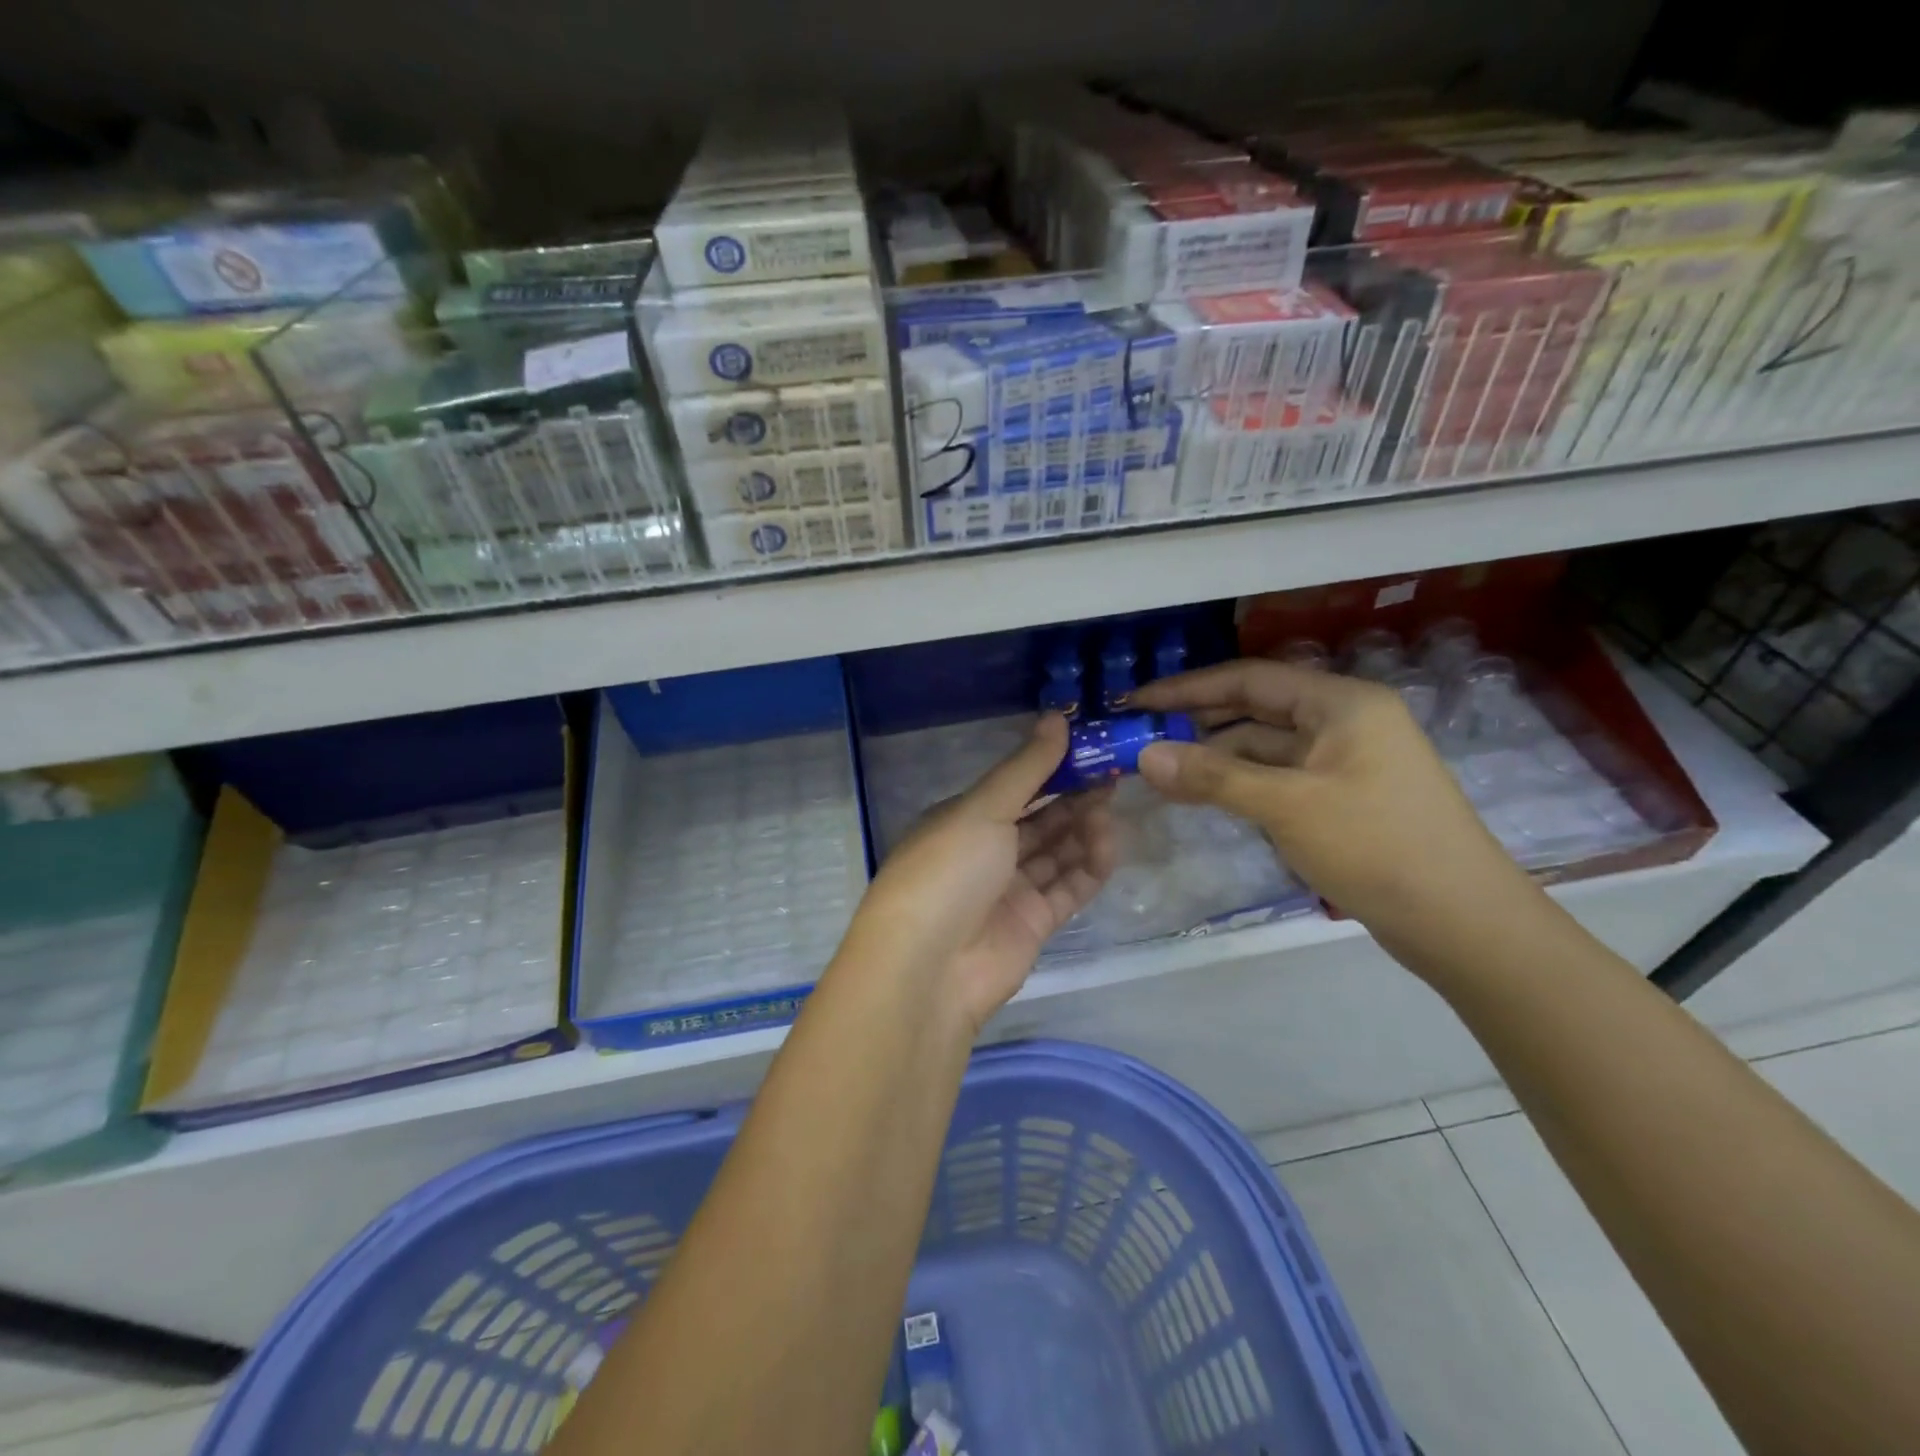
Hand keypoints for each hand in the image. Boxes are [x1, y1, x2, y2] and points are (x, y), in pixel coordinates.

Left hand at [850, 714, 1116, 1031]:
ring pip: (1056, 851)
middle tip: (1113, 772)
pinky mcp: (1032, 924)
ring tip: (1110, 806)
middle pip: (1038, 818)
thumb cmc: (948, 870)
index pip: (1013, 786)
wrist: (928, 968)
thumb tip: (1056, 717)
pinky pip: (1067, 888)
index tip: (1090, 746)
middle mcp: (984, 851)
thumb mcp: (982, 808)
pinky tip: (1109, 843)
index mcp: (962, 819)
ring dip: (1083, 828)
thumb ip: (1026, 768)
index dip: (1050, 766)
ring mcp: (1008, 890)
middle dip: (1073, 795)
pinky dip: (1089, 867)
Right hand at [1129, 660, 1539, 970]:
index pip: (1250, 679)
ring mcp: (1345, 763)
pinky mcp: (1343, 799)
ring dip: (1216, 758)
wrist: (1463, 925)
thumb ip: (1213, 776)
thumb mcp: (1288, 806)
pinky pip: (1279, 779)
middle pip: (1256, 711)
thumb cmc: (1377, 848)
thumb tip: (1144, 755)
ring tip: (1160, 772)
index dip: (1188, 689)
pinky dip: (1240, 785)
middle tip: (1140, 736)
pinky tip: (1204, 796)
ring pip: (1265, 748)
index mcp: (1342, 704)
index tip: (1137, 702)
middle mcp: (1344, 722)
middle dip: (1198, 723)